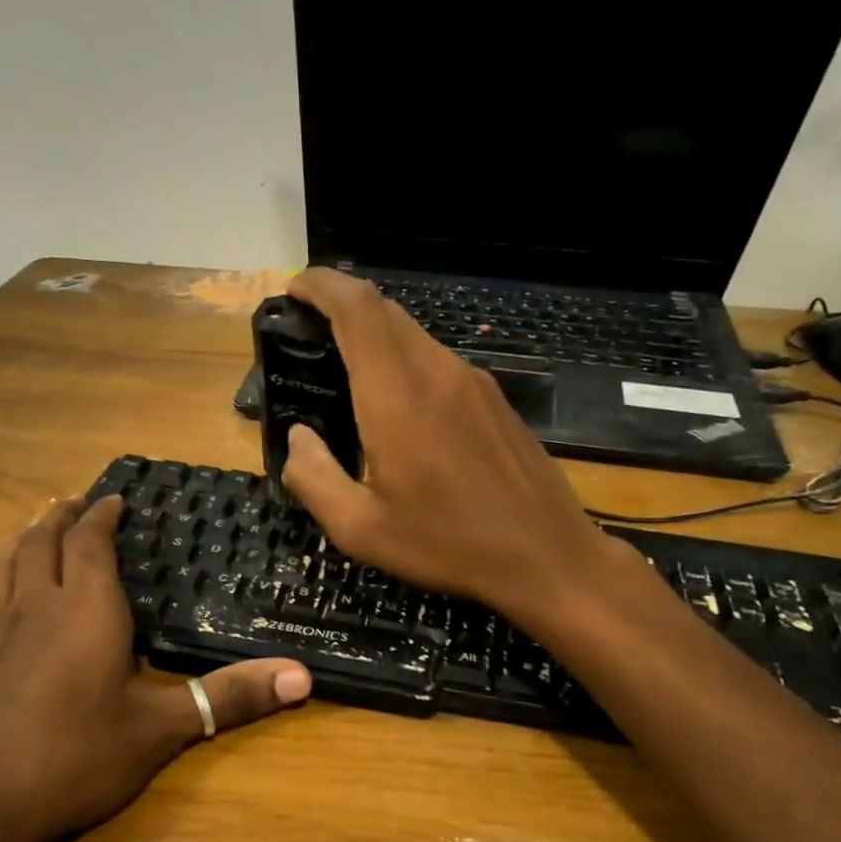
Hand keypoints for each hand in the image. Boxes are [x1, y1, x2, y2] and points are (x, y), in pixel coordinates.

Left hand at [0, 495, 311, 841]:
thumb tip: (303, 676)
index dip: (102, 515)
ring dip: (23, 538)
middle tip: (75, 502)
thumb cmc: (72, 759)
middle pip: (40, 541)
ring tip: (36, 530)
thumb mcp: (160, 731)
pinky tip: (0, 599)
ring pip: (3, 564)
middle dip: (60, 516)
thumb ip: (229, 698)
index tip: (114, 498)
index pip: (90, 543)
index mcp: (84, 610)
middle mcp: (32, 607)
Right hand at [280, 268, 630, 631]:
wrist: (546, 556)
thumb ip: (314, 478)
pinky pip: (438, 361)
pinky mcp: (494, 399)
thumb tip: (298, 438)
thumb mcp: (361, 529)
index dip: (322, 285)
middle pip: (384, 310)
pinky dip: (404, 362)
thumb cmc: (448, 544)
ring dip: (374, 337)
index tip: (294, 292)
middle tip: (309, 336)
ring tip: (347, 374)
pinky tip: (398, 407)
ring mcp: (473, 382)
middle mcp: (437, 372)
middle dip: (341, 306)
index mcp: (398, 396)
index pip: (358, 307)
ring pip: (413, 334)